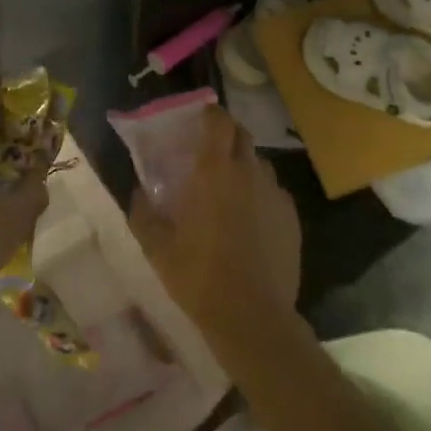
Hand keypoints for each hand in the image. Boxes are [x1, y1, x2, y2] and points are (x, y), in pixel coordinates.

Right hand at [129, 105, 299, 349]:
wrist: (252, 317)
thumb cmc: (198, 276)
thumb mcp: (156, 247)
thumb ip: (143, 212)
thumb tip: (139, 191)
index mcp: (214, 171)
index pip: (218, 120)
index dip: (208, 113)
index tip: (196, 121)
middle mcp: (248, 172)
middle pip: (241, 135)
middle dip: (224, 136)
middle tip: (207, 155)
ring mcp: (275, 193)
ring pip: (259, 163)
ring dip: (243, 166)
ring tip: (228, 190)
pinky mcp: (291, 216)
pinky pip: (273, 191)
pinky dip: (259, 194)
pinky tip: (249, 221)